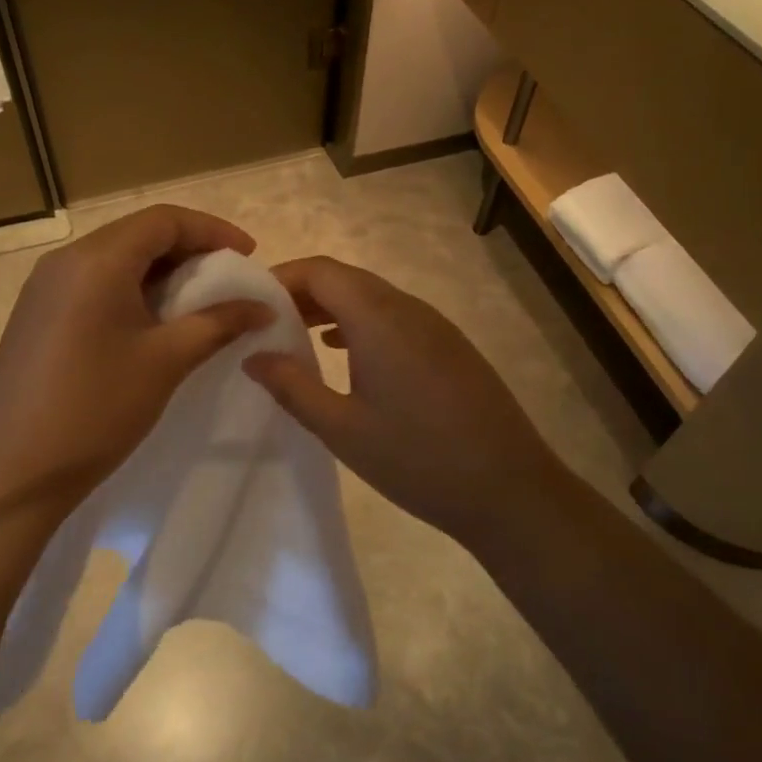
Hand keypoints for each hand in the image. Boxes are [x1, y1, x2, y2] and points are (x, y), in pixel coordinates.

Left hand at [0, 204, 273, 512]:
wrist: (16, 470)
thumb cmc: (98, 408)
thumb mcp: (167, 361)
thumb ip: (218, 323)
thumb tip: (262, 307)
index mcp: (97, 260)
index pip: (163, 220)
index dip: (211, 230)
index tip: (248, 256)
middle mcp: (65, 260)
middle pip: (136, 233)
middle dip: (187, 248)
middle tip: (225, 277)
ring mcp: (43, 287)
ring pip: (113, 258)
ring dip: (157, 270)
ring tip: (194, 299)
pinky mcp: (34, 313)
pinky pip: (90, 282)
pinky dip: (128, 287)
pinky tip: (148, 321)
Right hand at [242, 256, 565, 550]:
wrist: (510, 491)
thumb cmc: (417, 459)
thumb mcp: (341, 429)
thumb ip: (291, 386)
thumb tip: (254, 355)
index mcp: (379, 319)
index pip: (321, 271)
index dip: (282, 277)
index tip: (251, 303)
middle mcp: (408, 309)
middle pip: (346, 278)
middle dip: (302, 291)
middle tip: (266, 321)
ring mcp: (435, 326)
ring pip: (372, 296)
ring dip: (332, 307)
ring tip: (296, 335)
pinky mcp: (450, 346)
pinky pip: (395, 316)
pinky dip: (360, 322)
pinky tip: (344, 352)